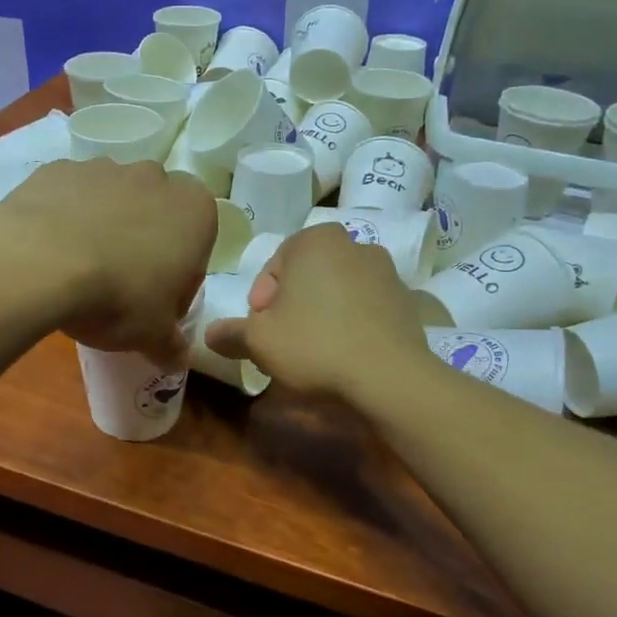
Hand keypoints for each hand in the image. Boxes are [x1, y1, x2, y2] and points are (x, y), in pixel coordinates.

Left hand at [0, 158, 215, 366]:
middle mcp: (155, 178)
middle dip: (144, 245)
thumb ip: (172, 344)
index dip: (179, 278)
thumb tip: (178, 360)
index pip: (198, 245)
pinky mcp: (60, 168)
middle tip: (121, 287)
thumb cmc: (118, 297)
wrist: (40, 263)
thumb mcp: (153, 335)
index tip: (157, 303)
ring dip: (105, 228)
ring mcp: (105, 166)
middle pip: (156, 215)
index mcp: (195, 210)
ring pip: (113, 200)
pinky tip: (51, 251)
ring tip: (80, 270)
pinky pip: (71, 196)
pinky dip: (66, 218)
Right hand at [204, 225, 433, 399]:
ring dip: (323, 313)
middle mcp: (353, 243)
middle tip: (284, 341)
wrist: (389, 376)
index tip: (262, 330)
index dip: (262, 302)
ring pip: (337, 290)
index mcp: (314, 240)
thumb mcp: (259, 341)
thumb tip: (210, 334)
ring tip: (316, 351)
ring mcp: (385, 270)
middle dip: (293, 305)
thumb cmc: (314, 345)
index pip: (274, 267)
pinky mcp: (406, 299)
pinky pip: (366, 307)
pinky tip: (346, 354)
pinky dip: (352, 323)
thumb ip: (231, 333)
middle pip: (307, 276)